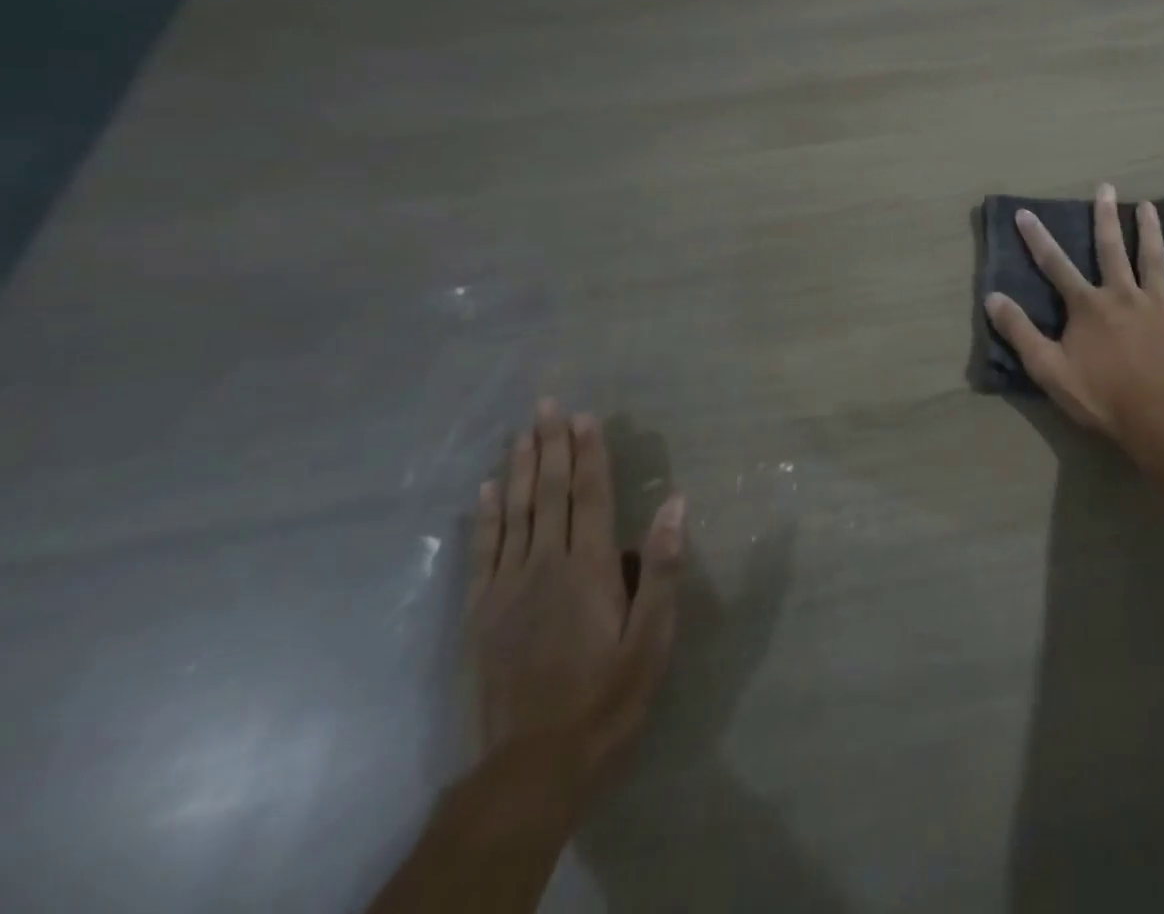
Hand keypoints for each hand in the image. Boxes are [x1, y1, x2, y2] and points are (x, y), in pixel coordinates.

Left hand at [467, 400, 685, 779]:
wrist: (530, 767)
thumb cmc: (606, 697)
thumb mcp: (652, 638)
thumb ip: (661, 568)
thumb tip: (675, 502)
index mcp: (589, 568)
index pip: (591, 495)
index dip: (589, 453)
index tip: (584, 416)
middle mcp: (545, 565)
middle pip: (550, 493)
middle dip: (551, 446)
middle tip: (547, 404)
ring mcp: (506, 588)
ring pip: (515, 513)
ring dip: (521, 468)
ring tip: (522, 432)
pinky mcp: (479, 613)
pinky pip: (483, 551)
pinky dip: (486, 515)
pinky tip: (487, 490)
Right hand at [985, 183, 1163, 444]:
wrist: (1159, 419)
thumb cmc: (1100, 397)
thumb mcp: (1048, 369)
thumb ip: (1020, 332)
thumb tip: (992, 297)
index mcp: (1087, 306)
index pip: (1056, 265)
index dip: (1038, 238)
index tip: (1026, 212)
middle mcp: (1121, 294)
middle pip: (1111, 249)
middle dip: (1105, 217)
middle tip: (1106, 188)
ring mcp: (1157, 303)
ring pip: (1152, 258)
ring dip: (1149, 230)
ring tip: (1148, 206)